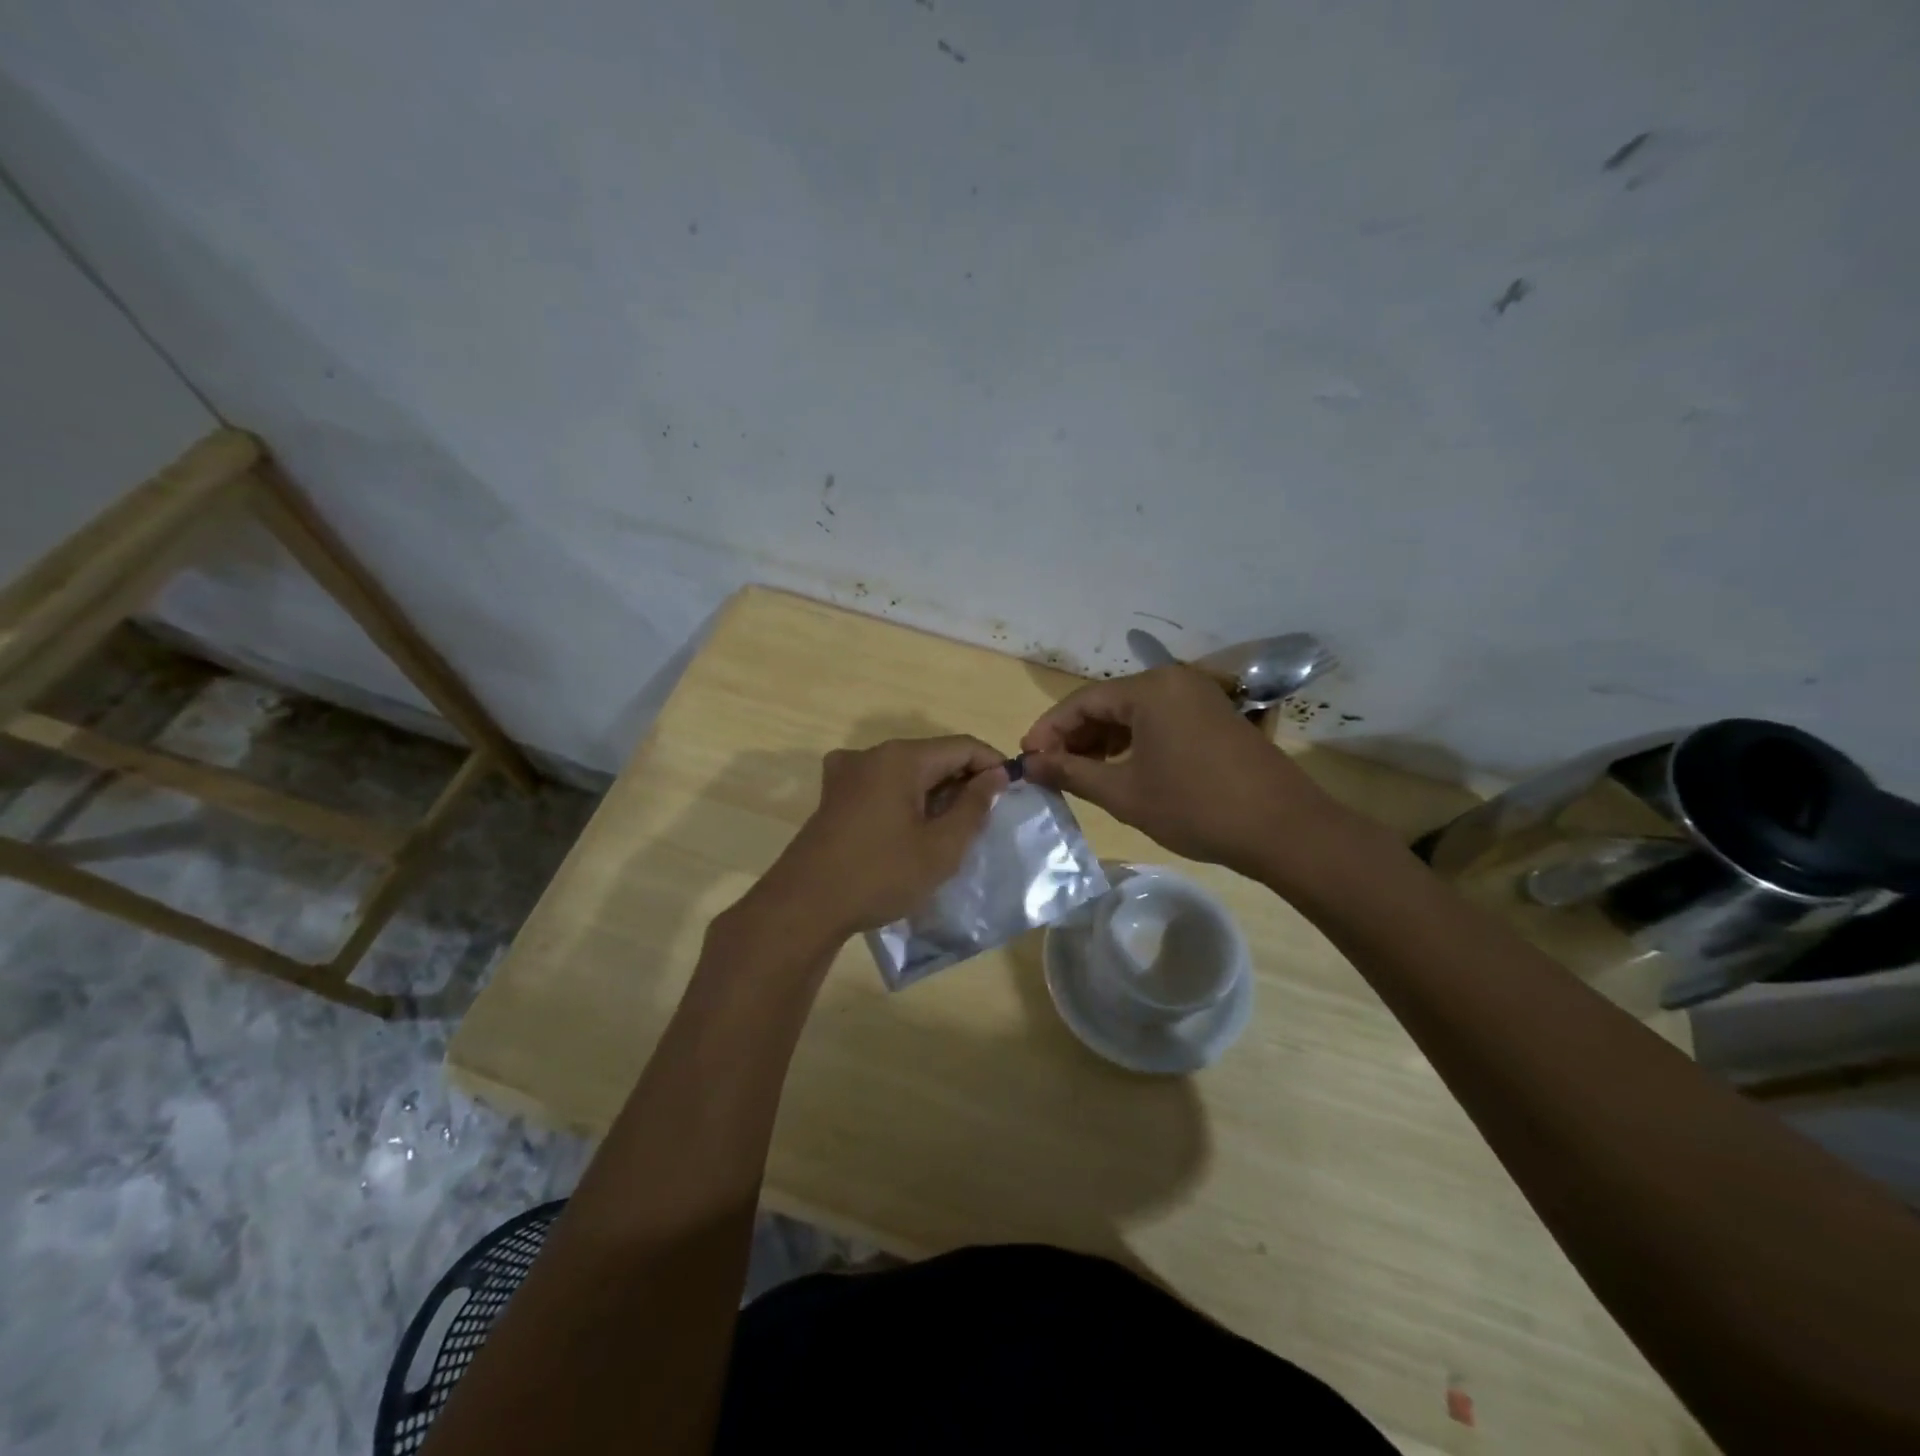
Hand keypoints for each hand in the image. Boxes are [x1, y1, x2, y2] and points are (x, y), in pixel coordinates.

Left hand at [751, 736, 1009, 941]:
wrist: (804, 906)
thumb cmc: (880, 875)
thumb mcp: (940, 847)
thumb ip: (973, 807)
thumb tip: (994, 776)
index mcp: (900, 758)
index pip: (961, 746)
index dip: (992, 764)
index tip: (1012, 792)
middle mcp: (872, 754)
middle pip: (932, 755)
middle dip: (963, 780)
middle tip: (985, 817)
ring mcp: (847, 773)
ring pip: (906, 771)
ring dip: (934, 792)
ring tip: (953, 828)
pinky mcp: (834, 796)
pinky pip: (882, 785)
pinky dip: (906, 799)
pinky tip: (913, 830)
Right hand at [1021, 666, 1351, 877]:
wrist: (1283, 828)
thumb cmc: (1196, 807)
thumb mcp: (1124, 793)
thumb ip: (1071, 772)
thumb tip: (1029, 763)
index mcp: (1150, 689)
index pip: (1081, 702)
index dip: (1048, 730)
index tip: (1026, 760)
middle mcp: (1173, 680)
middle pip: (1107, 702)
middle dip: (1074, 736)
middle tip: (1050, 769)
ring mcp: (1198, 696)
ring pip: (1133, 711)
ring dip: (1102, 739)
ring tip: (1080, 772)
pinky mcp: (1214, 716)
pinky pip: (1159, 719)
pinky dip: (1133, 740)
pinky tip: (1120, 766)